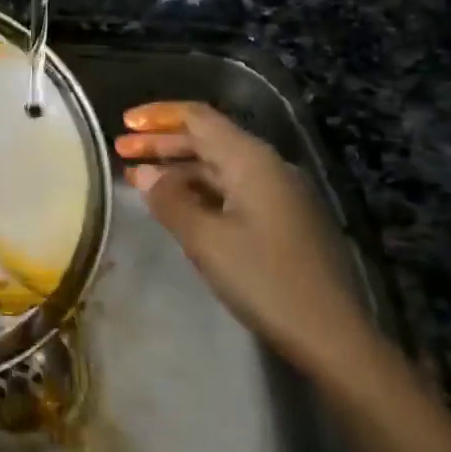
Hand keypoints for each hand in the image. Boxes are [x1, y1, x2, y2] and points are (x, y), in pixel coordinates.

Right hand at [116, 101, 377, 380]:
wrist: (330, 335)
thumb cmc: (264, 279)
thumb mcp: (206, 240)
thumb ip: (170, 200)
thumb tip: (143, 174)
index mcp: (251, 160)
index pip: (199, 118)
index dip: (158, 116)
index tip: (123, 124)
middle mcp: (266, 167)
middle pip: (207, 139)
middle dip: (161, 142)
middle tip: (120, 152)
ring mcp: (276, 193)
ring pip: (217, 166)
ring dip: (176, 168)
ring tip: (137, 179)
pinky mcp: (279, 220)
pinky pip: (229, 189)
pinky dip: (196, 190)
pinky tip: (175, 205)